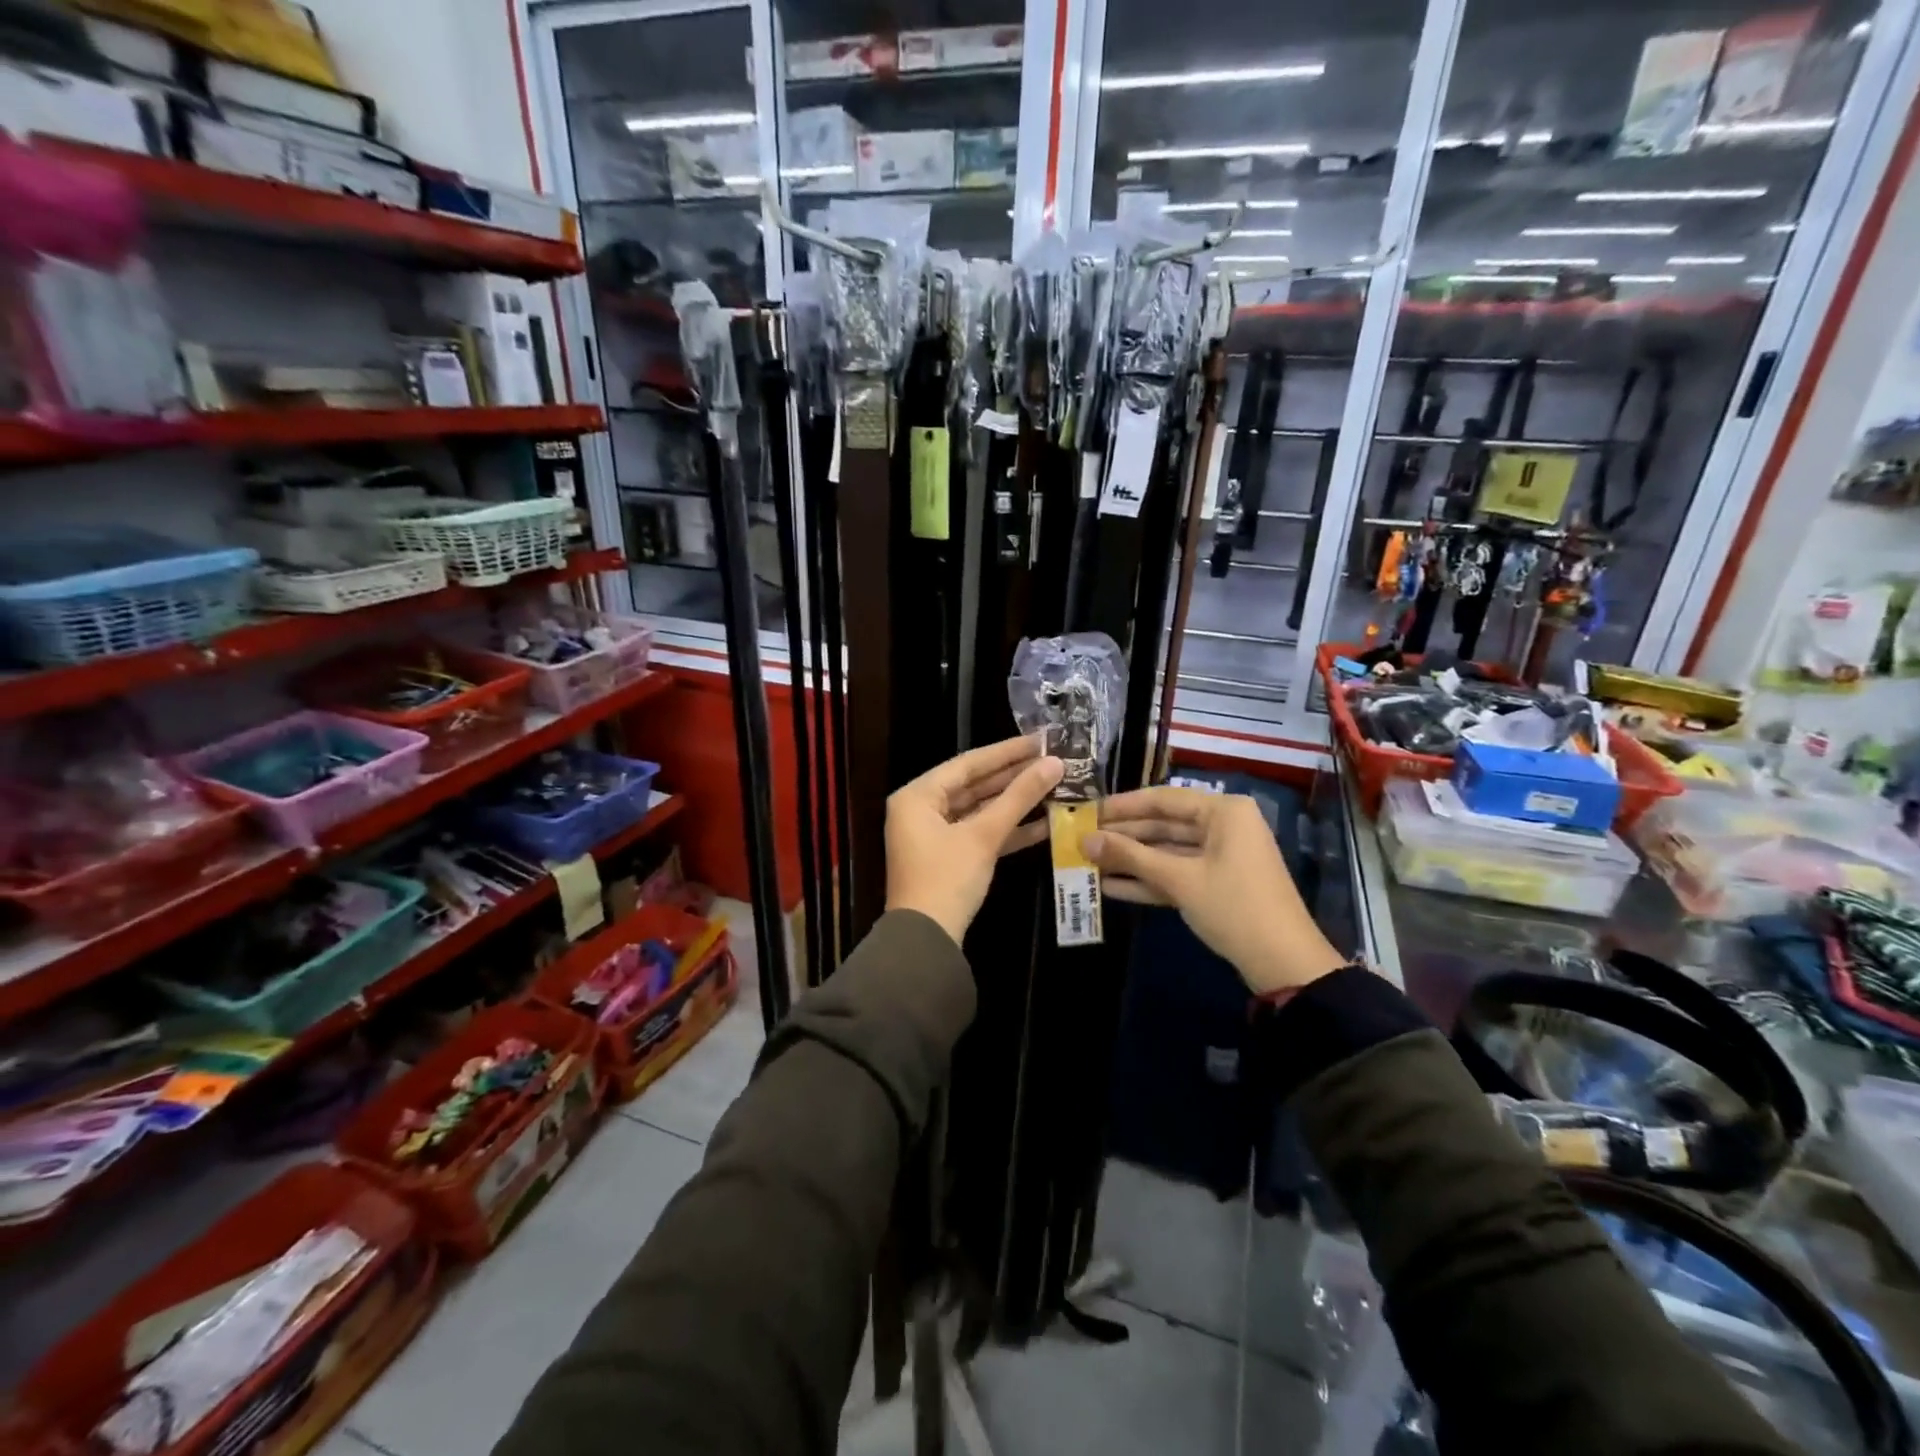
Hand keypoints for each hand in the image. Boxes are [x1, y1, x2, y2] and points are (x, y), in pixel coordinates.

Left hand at [886, 736, 1063, 944]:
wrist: (926, 941)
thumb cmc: (947, 879)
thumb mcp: (984, 836)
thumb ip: (1019, 797)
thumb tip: (1055, 764)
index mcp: (917, 796)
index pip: (967, 764)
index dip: (1006, 751)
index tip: (1040, 740)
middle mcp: (920, 810)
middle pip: (973, 785)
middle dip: (1013, 776)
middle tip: (1052, 761)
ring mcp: (934, 835)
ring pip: (979, 810)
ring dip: (1014, 803)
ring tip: (1054, 786)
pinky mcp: (949, 857)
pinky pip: (980, 833)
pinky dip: (1007, 829)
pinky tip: (1044, 822)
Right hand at [1083, 789, 1346, 995]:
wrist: (1283, 964)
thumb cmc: (1233, 907)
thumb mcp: (1179, 879)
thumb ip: (1130, 856)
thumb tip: (1084, 841)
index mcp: (1223, 812)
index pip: (1163, 799)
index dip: (1122, 806)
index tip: (1088, 811)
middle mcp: (1223, 826)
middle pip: (1163, 825)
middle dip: (1123, 836)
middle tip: (1081, 839)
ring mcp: (1221, 856)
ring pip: (1167, 851)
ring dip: (1130, 860)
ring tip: (1088, 863)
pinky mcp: (1216, 884)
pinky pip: (1176, 874)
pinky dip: (1147, 880)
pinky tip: (1110, 886)